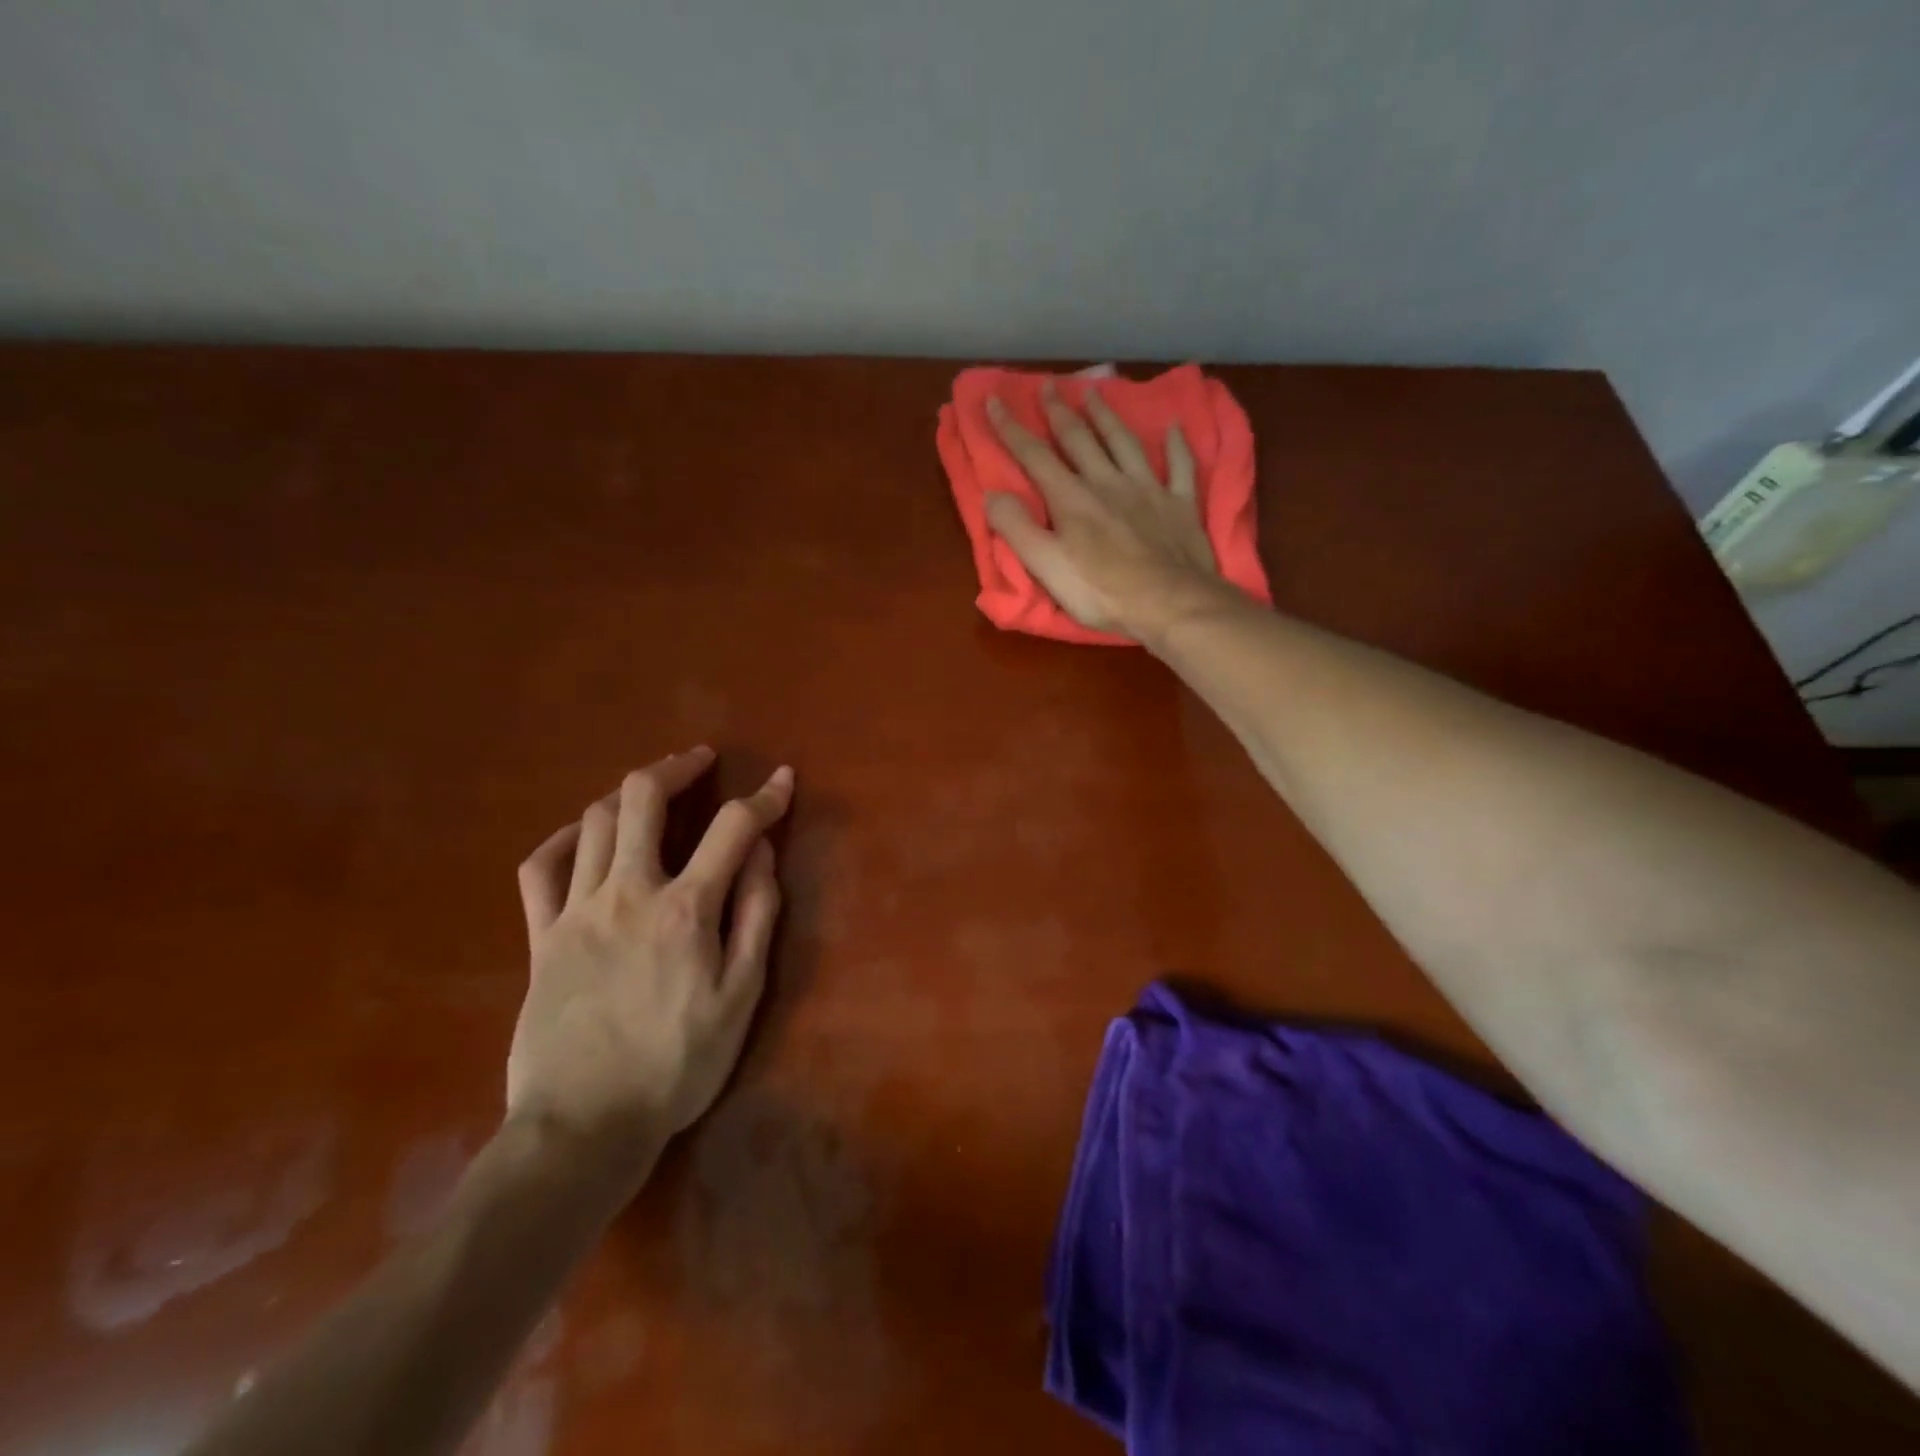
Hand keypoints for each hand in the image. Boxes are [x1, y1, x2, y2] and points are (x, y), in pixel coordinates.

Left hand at [506, 747, 791, 1162]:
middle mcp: (628, 893)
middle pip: (644, 800)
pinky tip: (582, 835)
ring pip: (595, 822)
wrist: (584, 1127)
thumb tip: (761, 856)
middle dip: (676, 767)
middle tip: (700, 759)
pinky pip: (540, 869)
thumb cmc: (677, 1064)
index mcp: (686, 909)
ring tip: (653, 790)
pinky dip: (563, 839)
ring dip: (628, 793)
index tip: (782, 780)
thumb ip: (756, 917)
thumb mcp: (741, 996)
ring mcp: (577, 911)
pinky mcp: (542, 937)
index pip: (733, 828)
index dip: (764, 797)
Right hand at [984, 382, 1230, 638]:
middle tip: (1048, 385)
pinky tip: (1174, 427)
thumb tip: (992, 495)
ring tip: (1095, 392)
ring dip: (1107, 417)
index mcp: (1071, 499)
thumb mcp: (1047, 567)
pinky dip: (1176, 444)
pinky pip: (1180, 466)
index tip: (994, 400)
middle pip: (1079, 439)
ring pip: (1124, 442)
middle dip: (1059, 412)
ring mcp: (1147, 489)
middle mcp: (1108, 483)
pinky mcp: (1180, 504)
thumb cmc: (1102, 592)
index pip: (1034, 456)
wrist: (1170, 603)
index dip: (1011, 428)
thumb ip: (1017, 529)